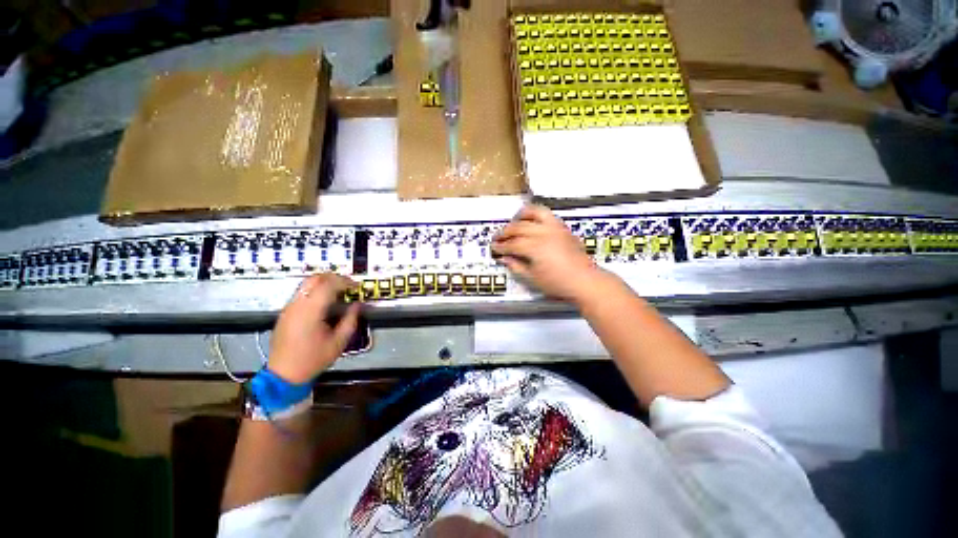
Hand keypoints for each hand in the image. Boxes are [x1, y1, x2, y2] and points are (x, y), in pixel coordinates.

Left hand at [268, 274, 360, 383]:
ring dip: (322, 284)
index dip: (345, 282)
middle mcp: (298, 302)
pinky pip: (300, 294)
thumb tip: (357, 306)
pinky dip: (313, 293)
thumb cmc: (312, 360)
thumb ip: (349, 323)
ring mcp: (289, 306)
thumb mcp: (336, 345)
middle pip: (316, 278)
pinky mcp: (285, 311)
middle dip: (333, 278)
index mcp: (311, 309)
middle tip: (347, 287)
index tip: (356, 287)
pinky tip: (321, 306)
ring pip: (306, 284)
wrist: (285, 372)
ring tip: (335, 295)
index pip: (329, 284)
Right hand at [492, 204, 606, 303]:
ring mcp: (555, 227)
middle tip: (498, 238)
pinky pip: (546, 214)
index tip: (494, 248)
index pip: (512, 243)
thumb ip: (517, 266)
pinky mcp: (563, 228)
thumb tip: (505, 258)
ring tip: (514, 222)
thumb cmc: (559, 284)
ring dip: (520, 216)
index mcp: (534, 247)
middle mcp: (543, 232)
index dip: (501, 246)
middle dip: (506, 232)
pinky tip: (532, 222)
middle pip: (519, 227)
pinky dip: (535, 215)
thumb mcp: (533, 279)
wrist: (584, 281)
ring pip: (533, 213)